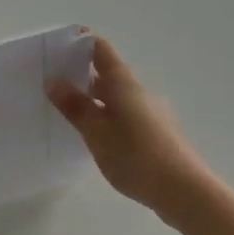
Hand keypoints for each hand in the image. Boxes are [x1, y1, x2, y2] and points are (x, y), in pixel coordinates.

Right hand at [48, 37, 220, 223]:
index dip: (79, 44)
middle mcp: (139, 92)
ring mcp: (150, 113)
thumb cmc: (136, 157)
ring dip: (92, 99)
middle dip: (79, 75)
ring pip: (115, 97)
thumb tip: (54, 80)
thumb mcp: (97, 133)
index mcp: (124, 84)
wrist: (184, 191)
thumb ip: (75, 107)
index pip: (101, 50)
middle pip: (106, 74)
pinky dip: (105, 117)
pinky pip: (124, 115)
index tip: (55, 48)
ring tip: (65, 112)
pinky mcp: (155, 133)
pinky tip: (93, 137)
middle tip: (49, 84)